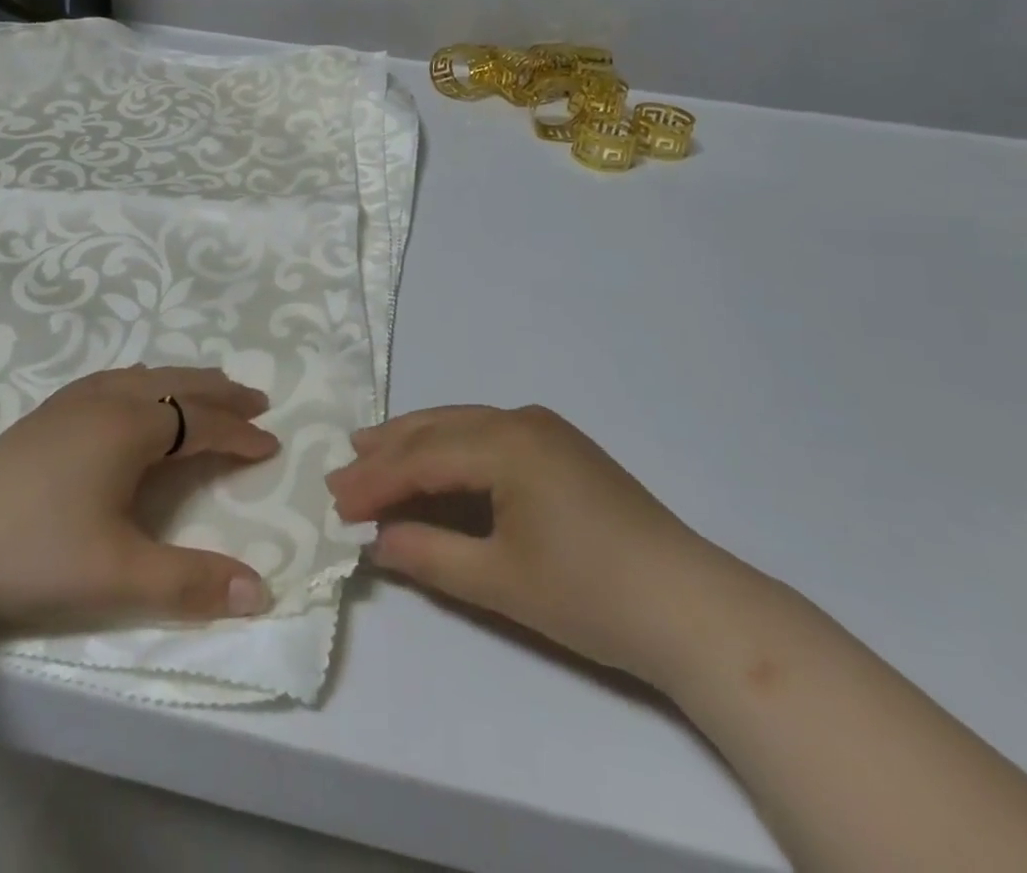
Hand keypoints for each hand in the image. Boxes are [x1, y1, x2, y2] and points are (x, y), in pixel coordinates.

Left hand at [0, 367, 278, 633]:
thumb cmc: (34, 554)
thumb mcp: (118, 575)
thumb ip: (191, 582)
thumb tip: (261, 591)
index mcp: (131, 426)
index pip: (202, 422)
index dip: (240, 434)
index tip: (271, 444)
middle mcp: (108, 399)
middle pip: (179, 383)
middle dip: (221, 392)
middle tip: (256, 400)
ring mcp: (72, 401)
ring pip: (145, 375)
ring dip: (184, 382)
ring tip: (207, 391)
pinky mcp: (46, 413)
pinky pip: (114, 379)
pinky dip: (146, 380)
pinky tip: (135, 392)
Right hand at [326, 405, 727, 687]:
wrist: (692, 607)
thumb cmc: (591, 595)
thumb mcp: (500, 582)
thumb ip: (431, 556)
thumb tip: (378, 541)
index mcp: (507, 443)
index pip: (422, 457)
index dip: (375, 480)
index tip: (335, 503)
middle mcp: (521, 420)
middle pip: (438, 428)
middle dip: (386, 450)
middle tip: (341, 470)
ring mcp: (545, 430)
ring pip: (462, 425)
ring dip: (415, 442)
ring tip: (369, 449)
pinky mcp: (561, 448)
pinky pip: (488, 436)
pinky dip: (451, 450)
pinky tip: (434, 463)